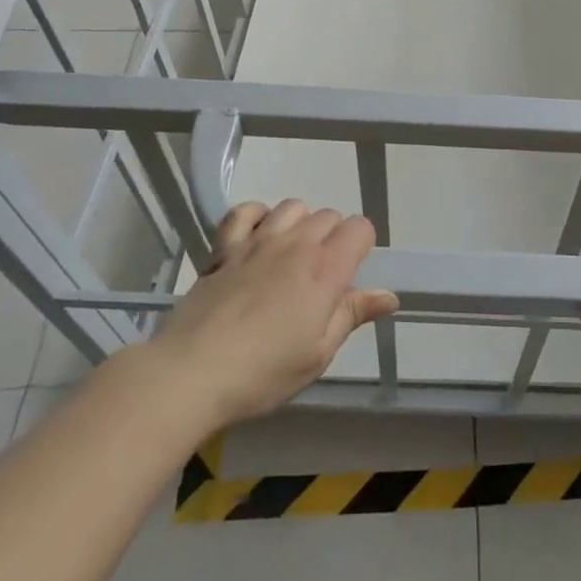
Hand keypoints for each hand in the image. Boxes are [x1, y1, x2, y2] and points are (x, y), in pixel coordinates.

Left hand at [149, 199, 398, 428]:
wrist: (190, 373)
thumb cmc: (263, 372)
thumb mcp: (318, 354)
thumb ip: (353, 315)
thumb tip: (389, 296)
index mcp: (326, 269)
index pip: (360, 228)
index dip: (361, 246)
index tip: (350, 276)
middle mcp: (297, 244)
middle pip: (329, 215)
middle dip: (333, 238)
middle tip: (320, 278)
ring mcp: (258, 241)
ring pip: (293, 206)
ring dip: (300, 224)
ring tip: (290, 257)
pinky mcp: (225, 247)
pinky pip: (246, 211)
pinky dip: (257, 216)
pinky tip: (257, 238)